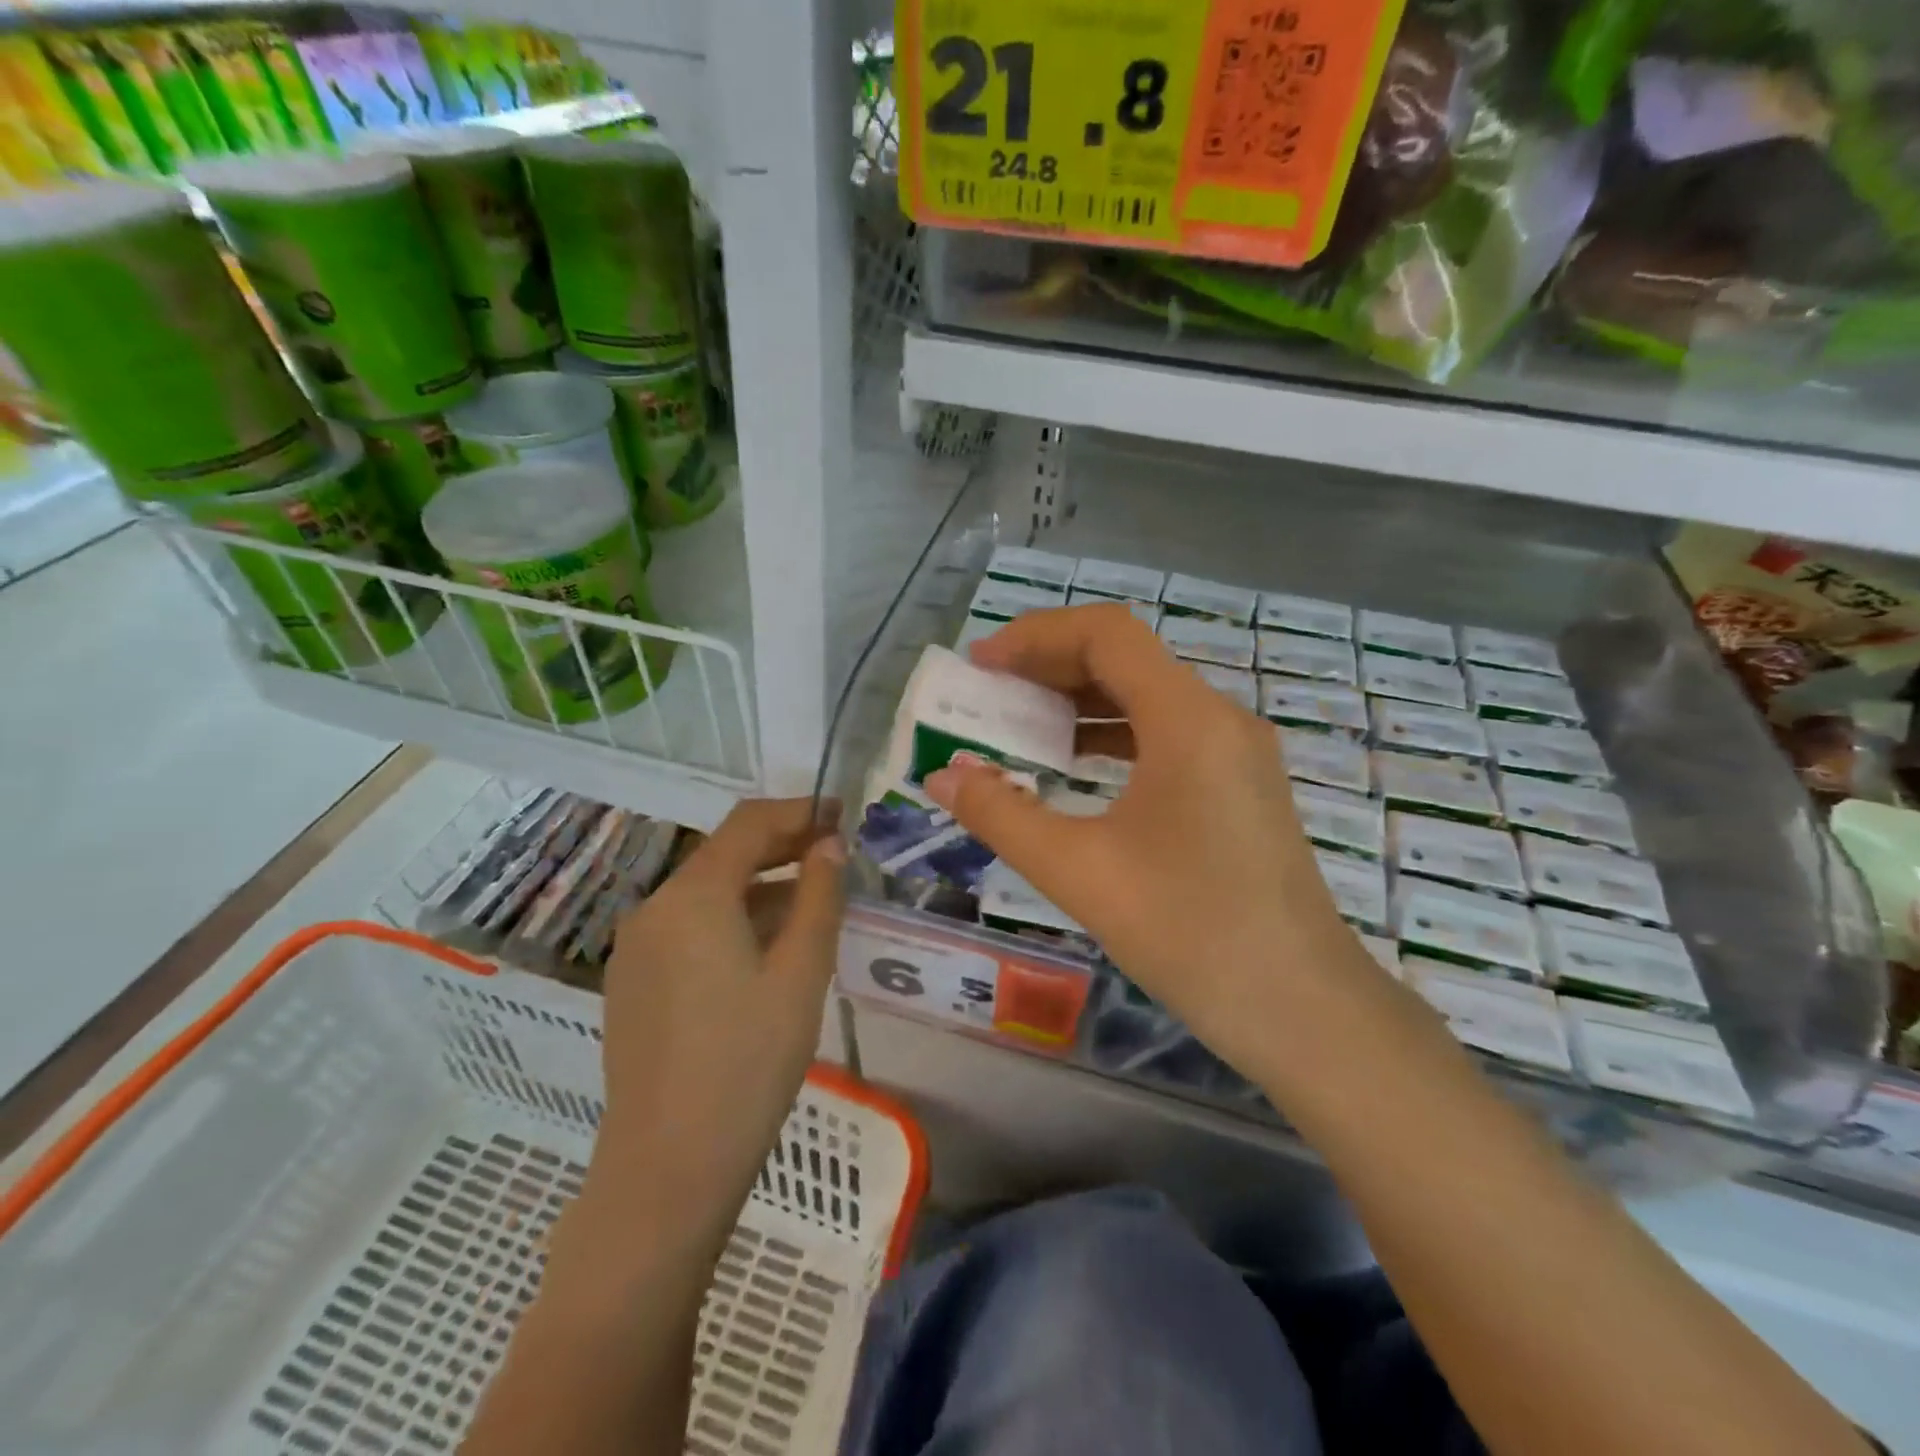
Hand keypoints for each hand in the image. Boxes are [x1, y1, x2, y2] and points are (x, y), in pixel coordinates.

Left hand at [587, 799, 845, 1239]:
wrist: (667, 1169)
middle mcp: (654, 908)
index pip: (749, 823)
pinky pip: (689, 929)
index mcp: (693, 896)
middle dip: (782, 847)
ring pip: (707, 894)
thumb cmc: (748, 1063)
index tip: (842, 815)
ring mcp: (636, 948)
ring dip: (760, 887)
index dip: (799, 812)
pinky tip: (768, 949)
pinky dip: (732, 920)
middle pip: (724, 854)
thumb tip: (829, 846)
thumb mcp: (801, 973)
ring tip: (812, 903)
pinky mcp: (633, 983)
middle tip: (835, 854)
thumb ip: (819, 897)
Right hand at [925, 605, 1369, 1071]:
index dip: (1036, 636)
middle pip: (1127, 659)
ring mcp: (1236, 753)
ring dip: (1081, 701)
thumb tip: (943, 777)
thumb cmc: (1190, 933)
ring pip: (1148, 696)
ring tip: (1020, 726)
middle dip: (1051, 666)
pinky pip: (1167, 734)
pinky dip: (1113, 735)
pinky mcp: (1240, 786)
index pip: (1107, 635)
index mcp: (1187, 720)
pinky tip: (1076, 766)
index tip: (982, 665)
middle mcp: (1219, 719)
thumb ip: (1001, 816)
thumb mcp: (1079, 871)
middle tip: (990, 693)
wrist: (1302, 1010)